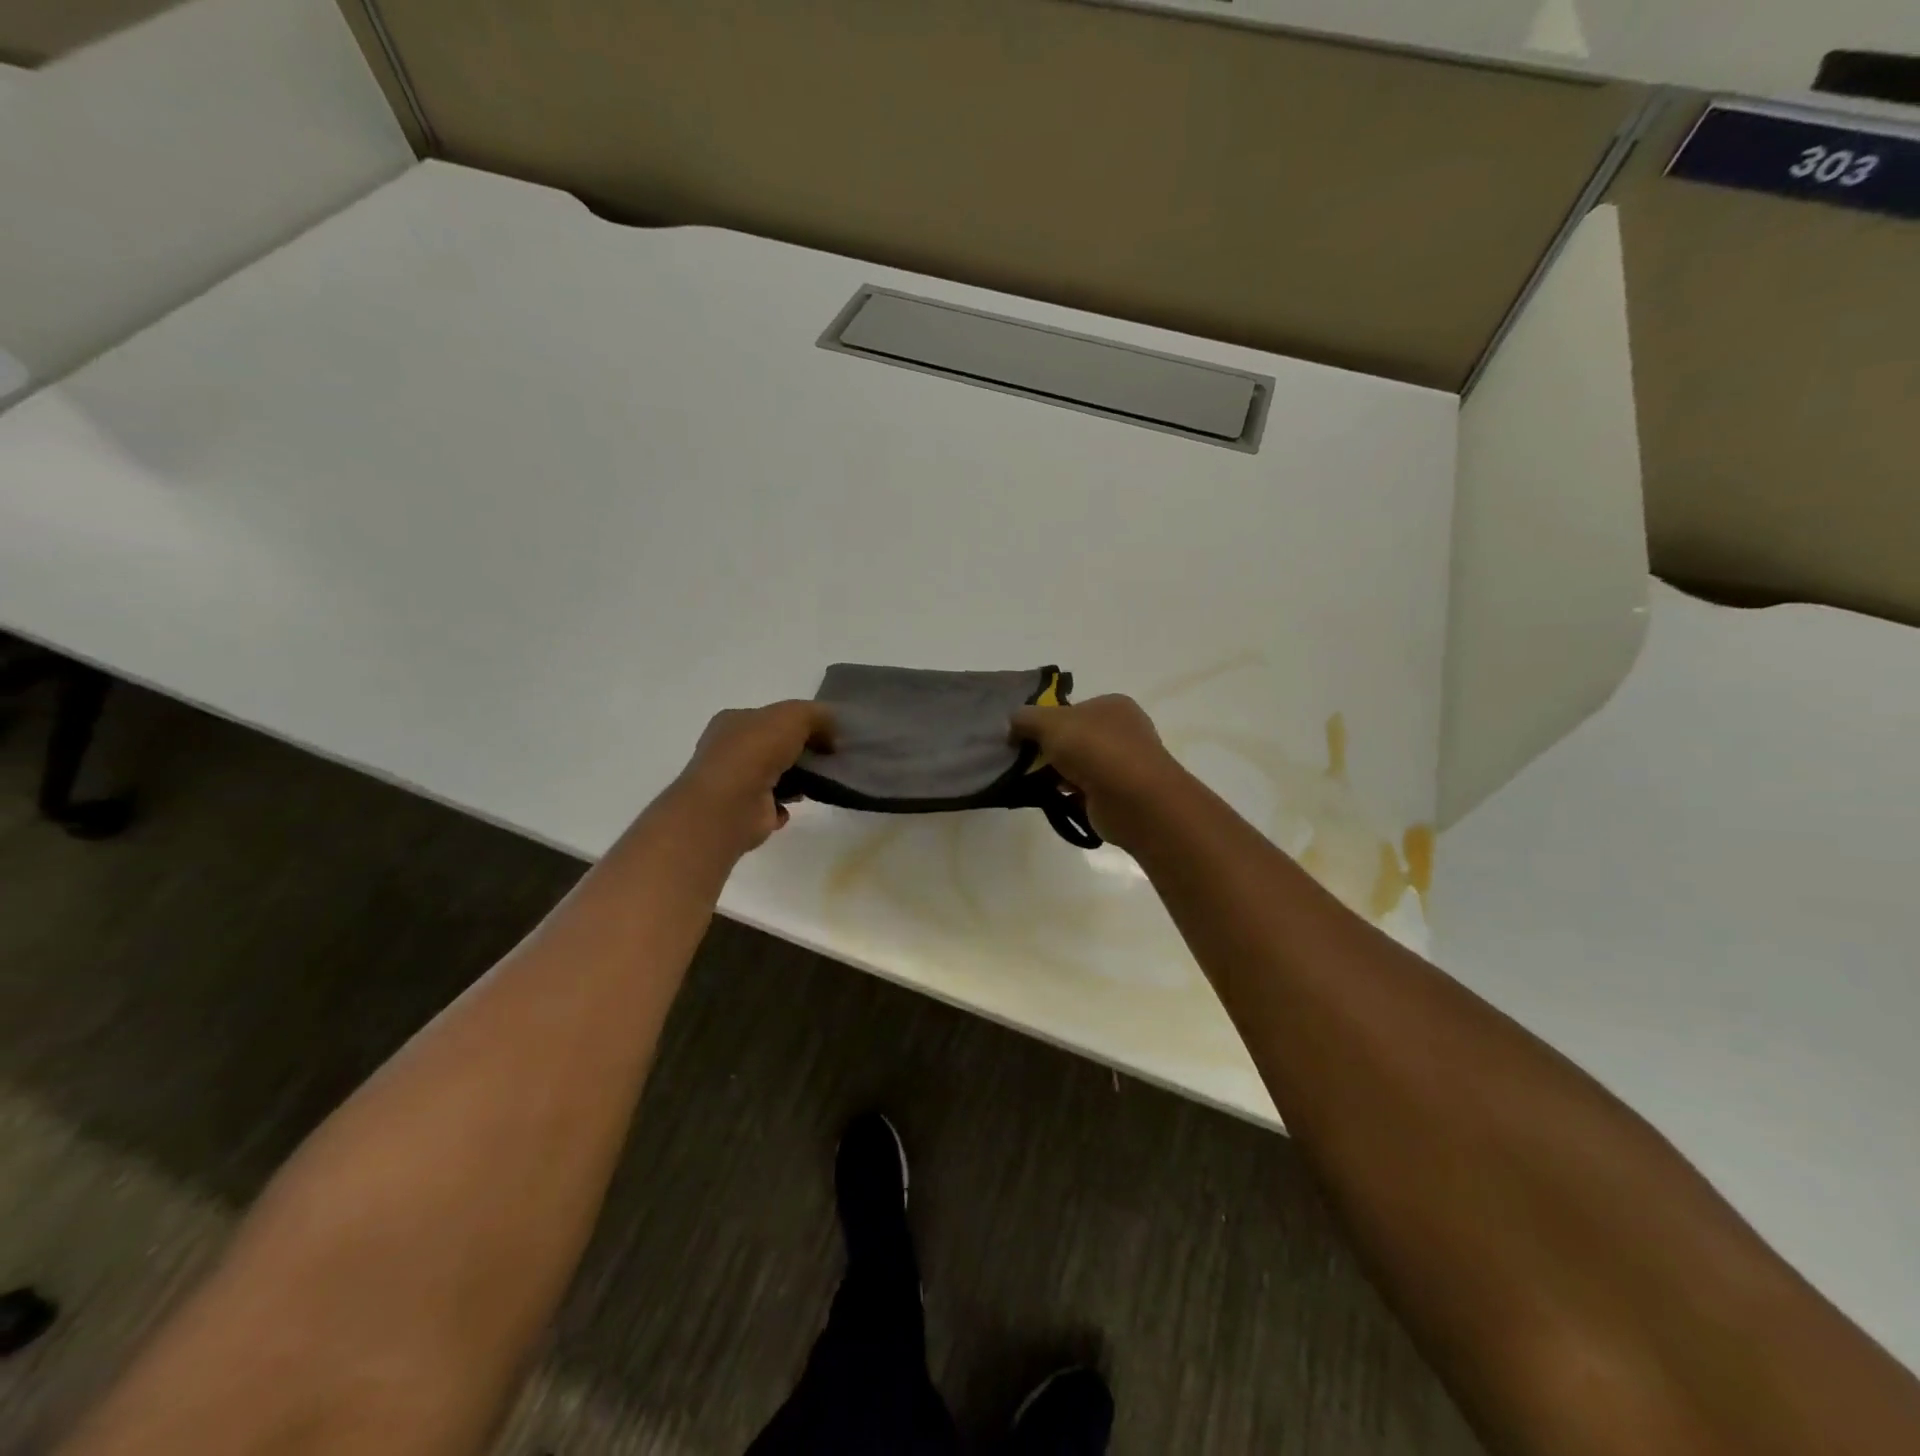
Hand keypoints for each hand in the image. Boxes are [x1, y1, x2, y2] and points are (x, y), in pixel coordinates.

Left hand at [672, 701, 833, 853]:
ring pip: (773, 776)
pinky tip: (796, 805)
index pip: (769, 717)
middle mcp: (729, 751)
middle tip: (828, 758)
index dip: (799, 722)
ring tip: (819, 782)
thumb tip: (832, 731)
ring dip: (796, 780)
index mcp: (732, 721)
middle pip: (772, 746)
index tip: (827, 734)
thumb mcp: (794, 716)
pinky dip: (785, 806)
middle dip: (799, 752)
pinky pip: (772, 806)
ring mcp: (734, 784)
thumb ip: (817, 715)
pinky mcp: (744, 813)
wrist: (731, 805)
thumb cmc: (756, 751)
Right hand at [1009, 695, 1186, 847]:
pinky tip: (1055, 799)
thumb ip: (1026, 718)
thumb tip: (1013, 725)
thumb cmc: (1094, 749)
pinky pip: (1087, 790)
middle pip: (1075, 737)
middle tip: (1027, 762)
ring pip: (1080, 765)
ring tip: (1036, 783)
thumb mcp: (1050, 723)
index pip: (1073, 709)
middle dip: (1051, 750)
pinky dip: (1071, 794)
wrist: (1133, 799)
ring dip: (1059, 774)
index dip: (1046, 721)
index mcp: (1113, 705)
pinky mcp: (1121, 794)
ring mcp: (1125, 764)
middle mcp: (1124, 731)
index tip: (1025, 737)